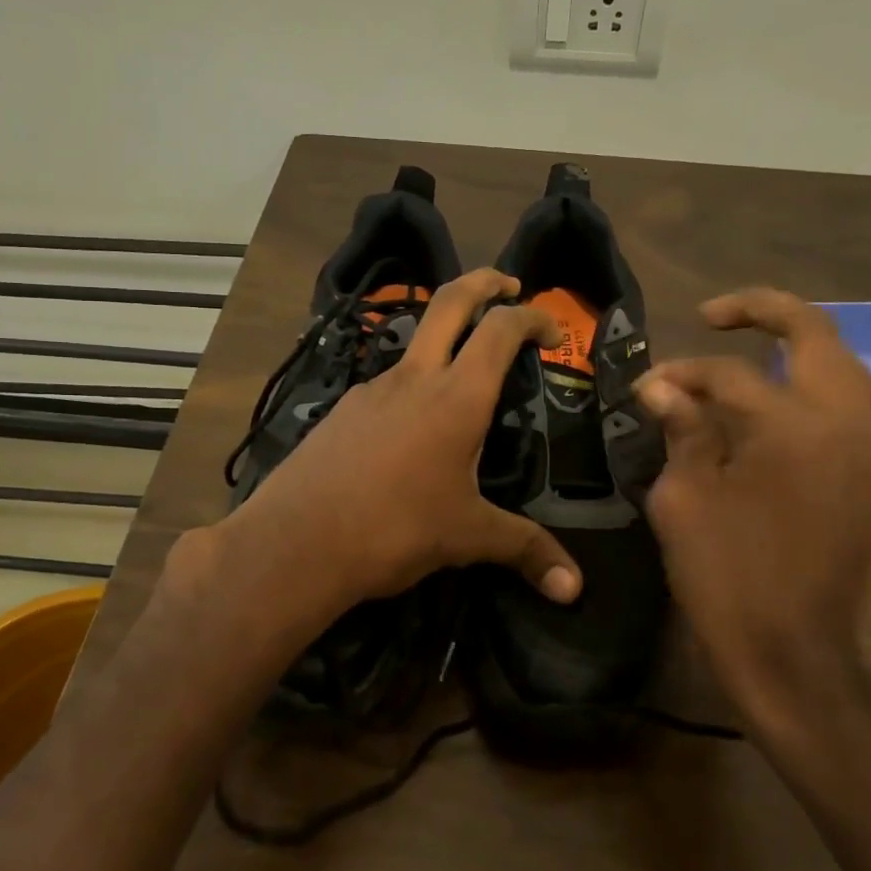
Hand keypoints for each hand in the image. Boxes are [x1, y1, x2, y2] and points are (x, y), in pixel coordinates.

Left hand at [212, 269, 581, 622]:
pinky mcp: (342, 410)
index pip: (501, 330)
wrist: (296, 543)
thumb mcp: (467, 537)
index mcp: (456, 397)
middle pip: (451, 302)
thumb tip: (574, 587)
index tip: (554, 331)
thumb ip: (525, 550)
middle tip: (509, 284)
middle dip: (484, 283)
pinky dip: (413, 382)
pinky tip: (414, 425)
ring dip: (445, 336)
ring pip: (415, 341)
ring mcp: (372, 389)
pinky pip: (388, 382)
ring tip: (465, 372)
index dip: (533, 318)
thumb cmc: (394, 529)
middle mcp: (414, 378)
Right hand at [635, 289, 870, 736]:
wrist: (790, 653)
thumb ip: (681, 432)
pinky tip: (846, 392)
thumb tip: (663, 388)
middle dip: (760, 312)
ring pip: (854, 367)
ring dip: (811, 346)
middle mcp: (842, 422)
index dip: (678, 377)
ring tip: (771, 348)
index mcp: (785, 426)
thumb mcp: (682, 499)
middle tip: (716, 315)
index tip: (645, 391)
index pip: (724, 376)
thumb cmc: (724, 577)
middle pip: (811, 335)